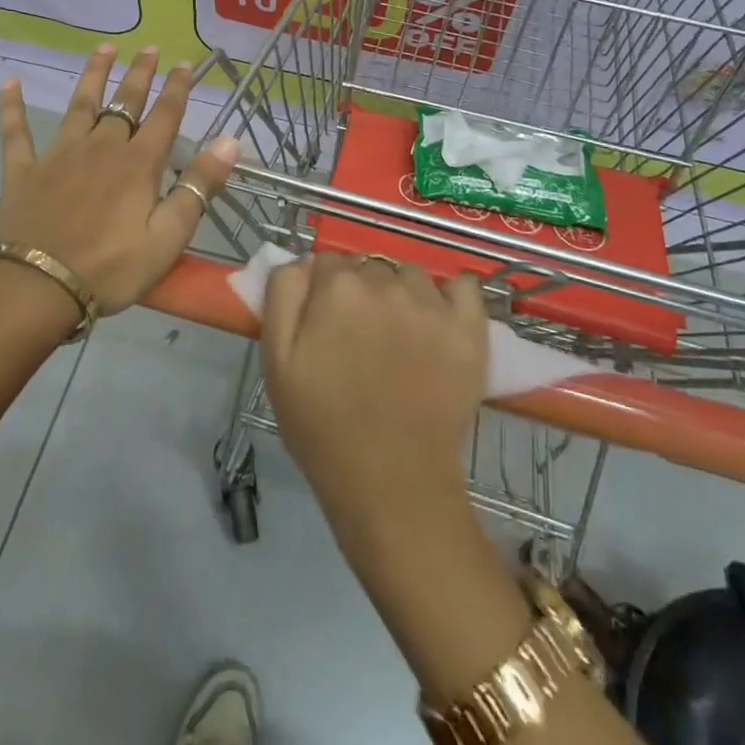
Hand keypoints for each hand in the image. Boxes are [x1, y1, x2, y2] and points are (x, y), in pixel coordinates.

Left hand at [0, 45, 238, 313]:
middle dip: (140, 74)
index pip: (164, 116)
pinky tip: (9, 83)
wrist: (36, 289)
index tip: (185, 63)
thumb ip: (199, 187)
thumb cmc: (110, 269)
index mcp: (138, 164)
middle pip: (124, 102)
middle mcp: (101, 147)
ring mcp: (59, 155)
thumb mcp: (168, 237)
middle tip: (149, 47)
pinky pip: (16, 133)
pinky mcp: (23, 171)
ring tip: (104, 49)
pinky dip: (12, 107)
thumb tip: (230, 141)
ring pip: (80, 105)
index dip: (177, 88)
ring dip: (93, 75)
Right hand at [261, 252, 486, 541]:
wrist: (390, 484)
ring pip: (409, 275)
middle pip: (368, 267)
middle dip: (360, 292)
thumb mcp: (276, 360)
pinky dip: (451, 296)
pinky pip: (462, 286)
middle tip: (358, 339)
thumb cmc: (323, 426)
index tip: (324, 325)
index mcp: (337, 287)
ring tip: (398, 338)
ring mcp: (431, 303)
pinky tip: (439, 322)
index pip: (326, 263)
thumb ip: (283, 294)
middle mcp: (385, 282)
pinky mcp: (468, 328)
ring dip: (401, 294)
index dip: (322, 292)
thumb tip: (304, 261)